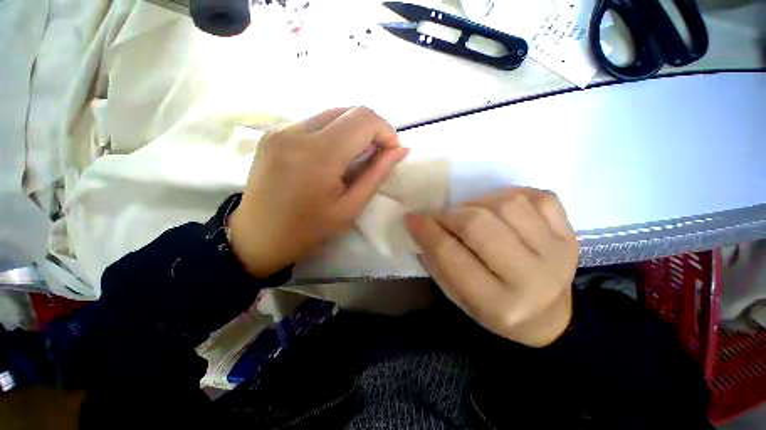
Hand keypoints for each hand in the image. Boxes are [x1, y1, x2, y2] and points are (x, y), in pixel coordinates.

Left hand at [229, 107, 408, 277]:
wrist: (258, 237)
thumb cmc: (308, 229)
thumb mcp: (351, 207)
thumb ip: (377, 174)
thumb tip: (401, 150)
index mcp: (318, 154)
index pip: (363, 118)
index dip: (385, 130)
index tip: (391, 151)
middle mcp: (296, 131)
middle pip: (348, 110)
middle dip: (370, 129)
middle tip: (375, 155)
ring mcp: (280, 129)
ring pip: (331, 114)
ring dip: (351, 131)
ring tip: (353, 158)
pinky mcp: (272, 133)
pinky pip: (313, 122)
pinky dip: (332, 133)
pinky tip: (331, 157)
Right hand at [405, 188, 578, 346]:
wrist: (547, 315)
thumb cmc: (494, 308)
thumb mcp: (458, 296)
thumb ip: (437, 260)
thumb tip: (421, 225)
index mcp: (497, 303)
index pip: (451, 256)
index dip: (427, 231)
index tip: (412, 217)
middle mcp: (531, 278)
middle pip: (479, 225)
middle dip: (451, 216)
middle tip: (442, 218)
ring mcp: (557, 252)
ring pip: (507, 205)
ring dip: (479, 204)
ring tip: (473, 215)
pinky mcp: (570, 234)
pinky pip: (537, 197)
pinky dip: (511, 197)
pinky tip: (502, 211)